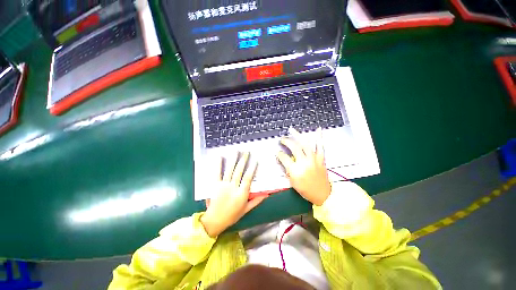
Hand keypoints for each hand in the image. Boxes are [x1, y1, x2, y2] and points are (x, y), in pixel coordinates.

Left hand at [201, 152, 266, 237]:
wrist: (215, 221)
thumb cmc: (232, 216)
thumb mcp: (246, 209)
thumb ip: (256, 201)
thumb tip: (266, 194)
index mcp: (242, 194)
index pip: (248, 178)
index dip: (252, 169)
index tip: (255, 160)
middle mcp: (233, 187)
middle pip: (239, 171)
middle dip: (243, 160)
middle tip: (246, 152)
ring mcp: (224, 185)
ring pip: (230, 170)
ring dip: (233, 160)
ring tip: (236, 151)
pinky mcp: (215, 185)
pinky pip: (217, 173)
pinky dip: (218, 165)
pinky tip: (220, 157)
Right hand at [277, 128, 331, 205]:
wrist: (323, 194)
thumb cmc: (306, 190)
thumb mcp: (292, 182)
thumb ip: (287, 170)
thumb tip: (283, 160)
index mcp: (295, 170)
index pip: (284, 158)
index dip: (279, 154)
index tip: (277, 152)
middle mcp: (304, 163)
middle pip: (294, 148)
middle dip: (286, 141)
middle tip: (282, 139)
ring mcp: (313, 159)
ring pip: (305, 144)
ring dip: (298, 135)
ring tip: (292, 130)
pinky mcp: (320, 159)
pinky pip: (320, 146)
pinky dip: (319, 137)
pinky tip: (318, 129)